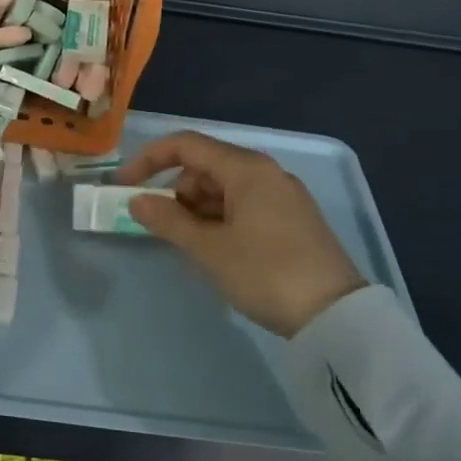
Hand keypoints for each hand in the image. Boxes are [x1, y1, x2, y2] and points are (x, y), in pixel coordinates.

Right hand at [114, 130, 366, 336]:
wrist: (336, 316)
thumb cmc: (266, 273)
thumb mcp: (209, 249)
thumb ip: (167, 220)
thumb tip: (135, 201)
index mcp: (246, 168)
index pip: (186, 145)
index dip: (149, 160)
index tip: (125, 187)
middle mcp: (266, 172)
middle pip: (205, 166)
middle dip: (176, 191)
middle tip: (163, 227)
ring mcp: (282, 195)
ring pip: (224, 188)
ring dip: (197, 208)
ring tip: (191, 245)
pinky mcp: (292, 219)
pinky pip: (243, 205)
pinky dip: (220, 219)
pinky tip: (217, 249)